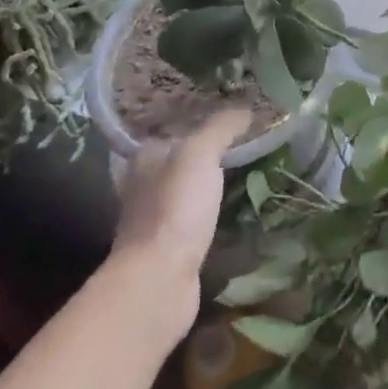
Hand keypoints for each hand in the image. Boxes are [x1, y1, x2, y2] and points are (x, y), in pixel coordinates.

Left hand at [106, 107, 250, 335]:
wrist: (159, 279)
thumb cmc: (175, 208)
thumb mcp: (200, 154)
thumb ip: (221, 128)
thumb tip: (245, 109)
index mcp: (144, 159)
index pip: (171, 132)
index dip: (197, 124)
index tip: (230, 121)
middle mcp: (142, 187)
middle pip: (177, 163)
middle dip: (204, 157)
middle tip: (244, 147)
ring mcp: (153, 221)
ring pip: (184, 194)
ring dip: (207, 189)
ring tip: (245, 178)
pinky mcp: (167, 250)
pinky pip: (193, 223)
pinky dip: (209, 217)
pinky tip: (231, 214)